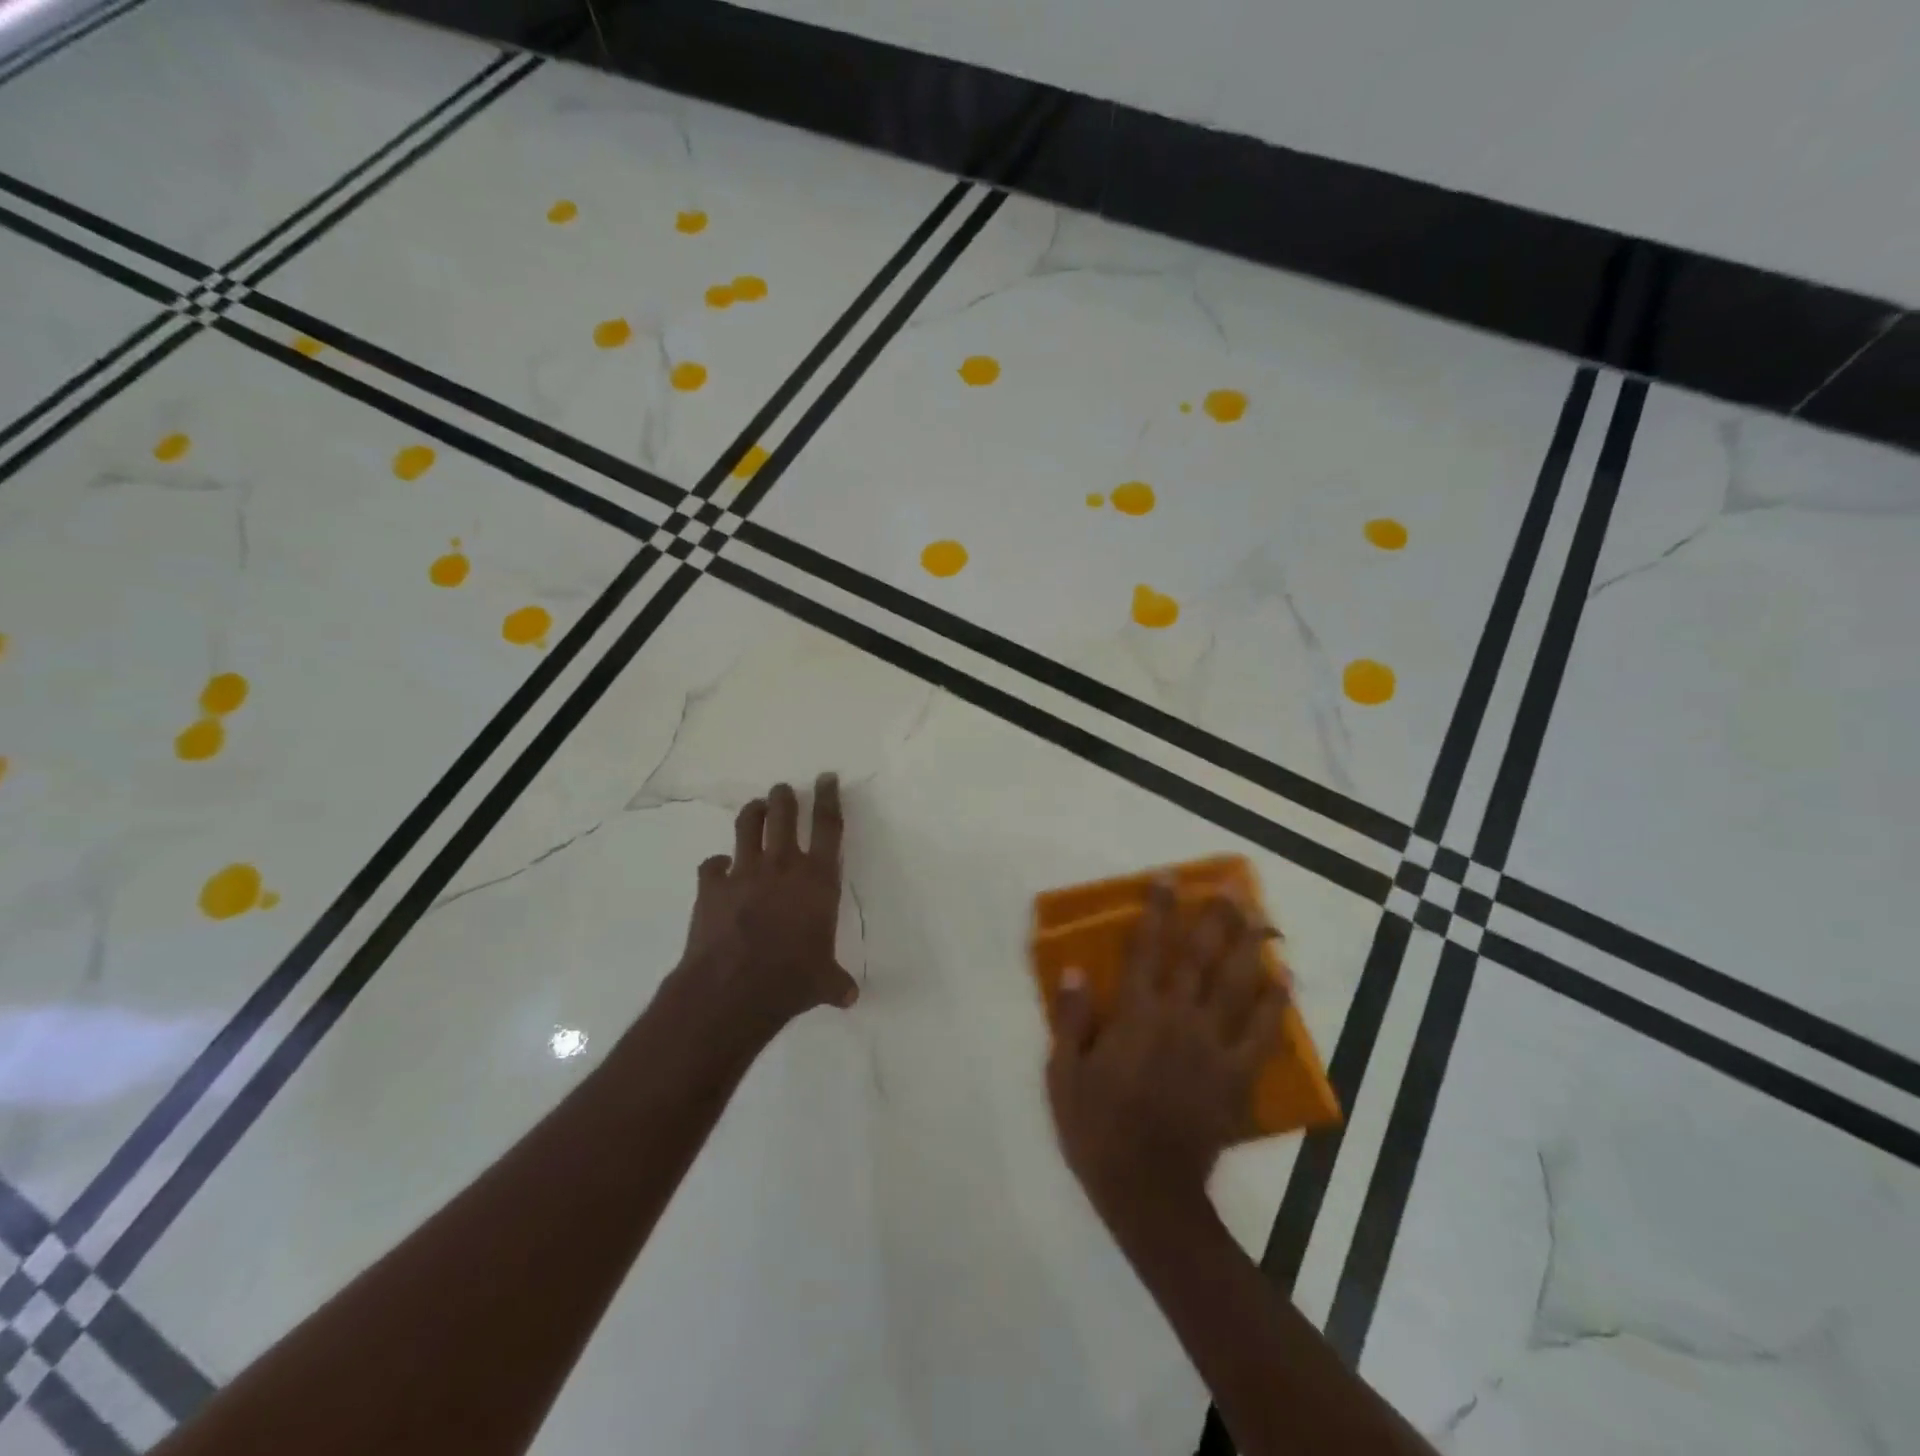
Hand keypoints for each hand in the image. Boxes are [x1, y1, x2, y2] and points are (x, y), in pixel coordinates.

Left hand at [672, 774, 858, 1038]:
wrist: (733, 989)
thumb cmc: (792, 980)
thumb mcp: (824, 982)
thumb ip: (836, 982)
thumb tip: (849, 996)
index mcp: (818, 880)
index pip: (828, 827)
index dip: (829, 798)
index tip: (826, 778)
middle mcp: (783, 866)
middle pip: (785, 815)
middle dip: (784, 797)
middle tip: (784, 789)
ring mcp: (744, 873)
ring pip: (749, 827)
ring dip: (753, 813)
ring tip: (756, 807)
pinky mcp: (712, 887)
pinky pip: (712, 865)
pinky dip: (716, 864)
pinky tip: (718, 868)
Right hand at [1046, 880, 1289, 1230]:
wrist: (1148, 1193)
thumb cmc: (1097, 1128)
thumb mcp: (1064, 1073)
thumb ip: (1072, 1019)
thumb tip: (1076, 969)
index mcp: (1136, 1015)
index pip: (1147, 949)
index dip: (1157, 910)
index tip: (1168, 878)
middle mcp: (1178, 1020)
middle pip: (1199, 957)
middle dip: (1214, 917)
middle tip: (1231, 885)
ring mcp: (1213, 1047)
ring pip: (1235, 987)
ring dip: (1249, 948)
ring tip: (1262, 918)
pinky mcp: (1236, 1077)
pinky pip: (1261, 1035)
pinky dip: (1274, 1005)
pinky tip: (1285, 980)